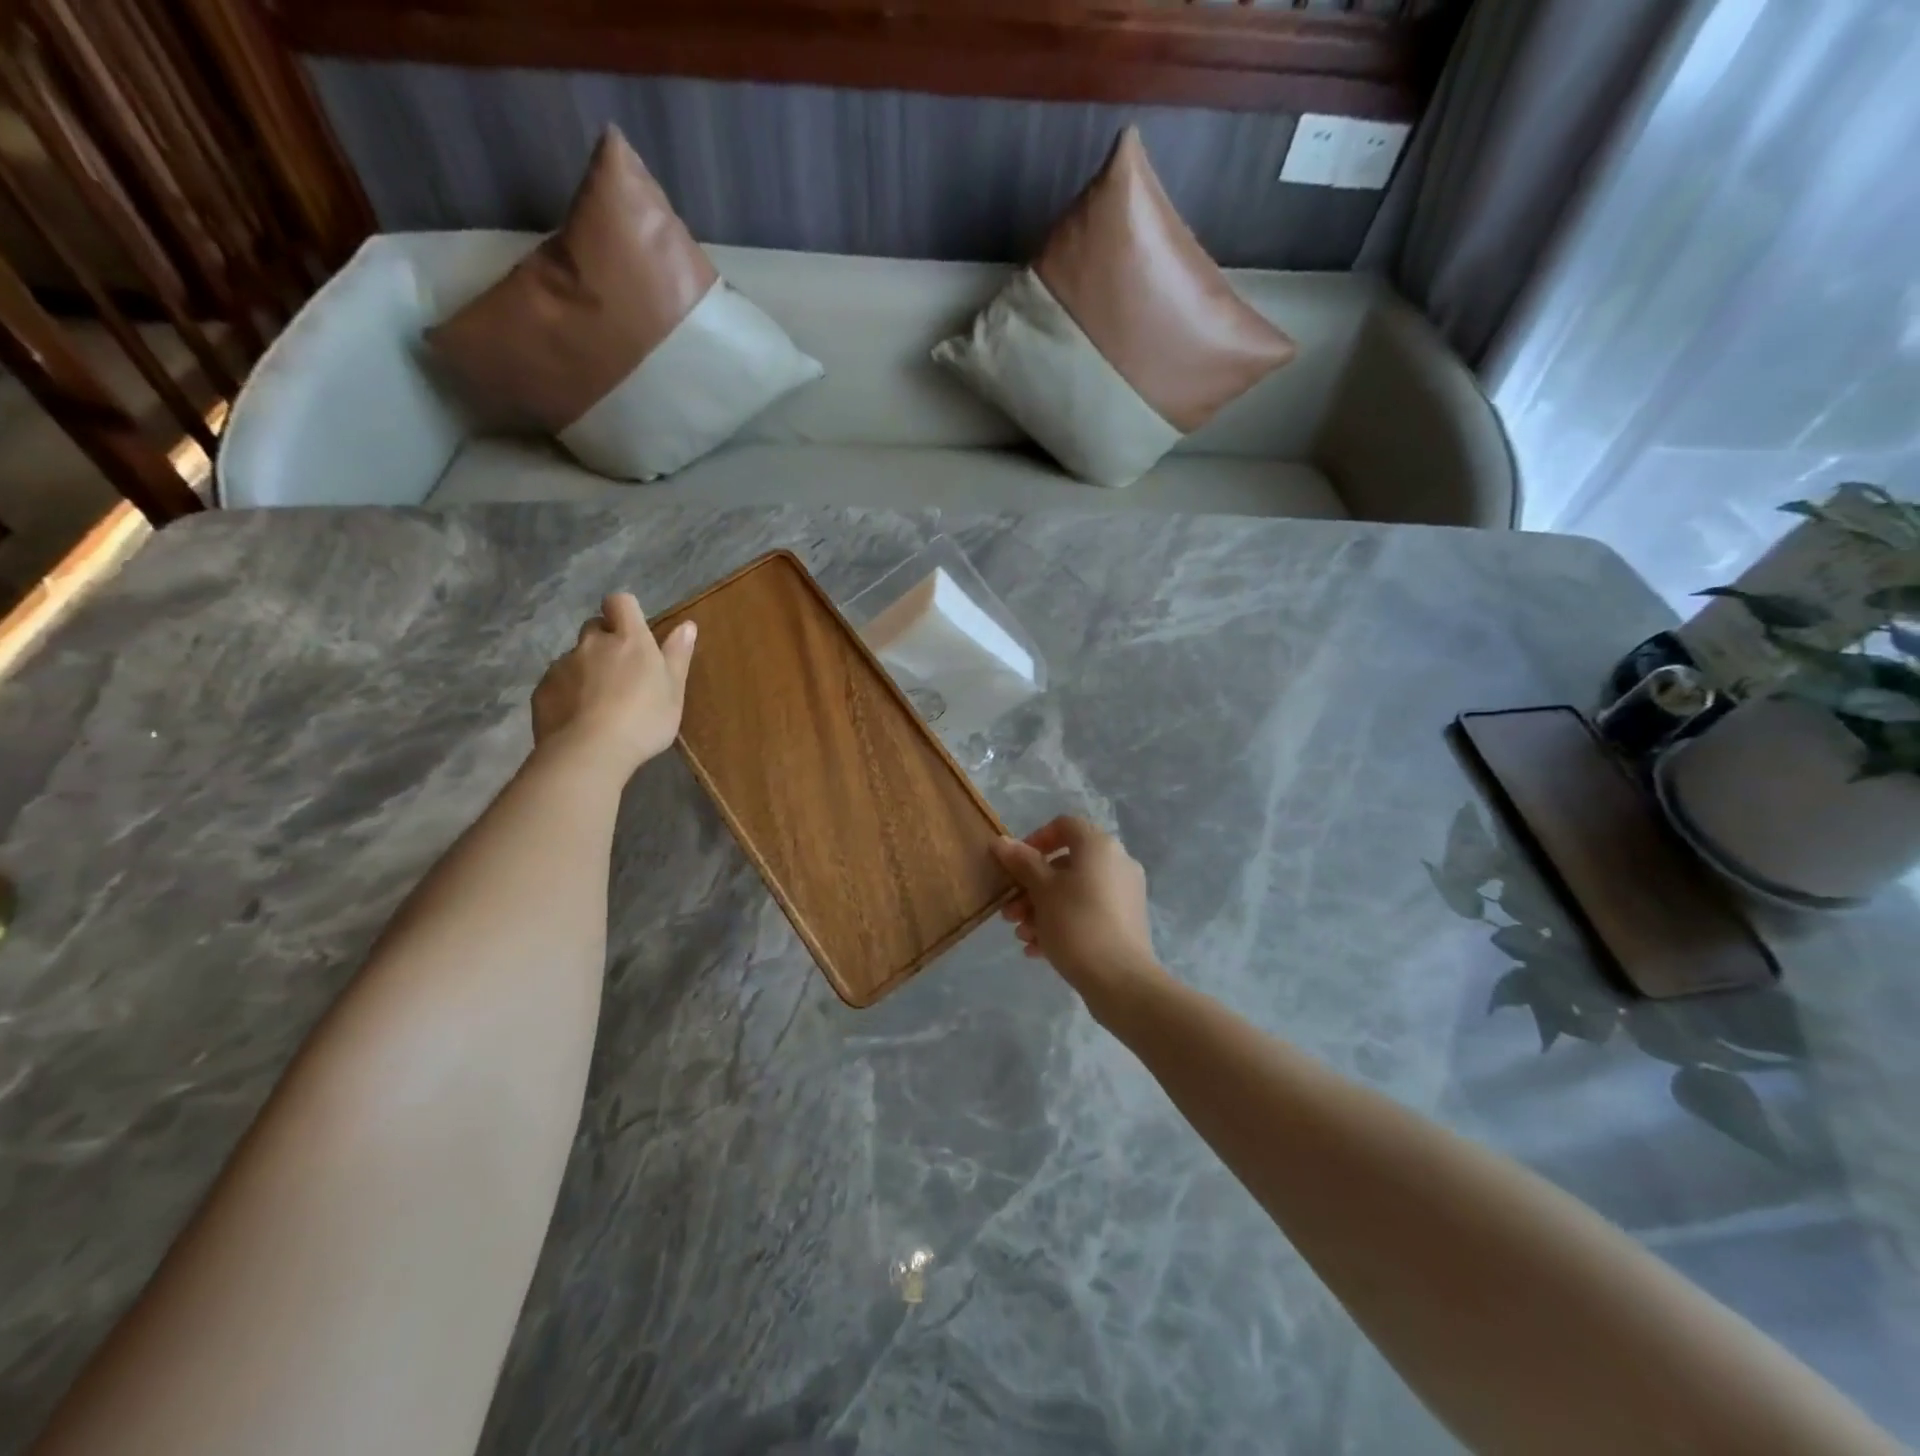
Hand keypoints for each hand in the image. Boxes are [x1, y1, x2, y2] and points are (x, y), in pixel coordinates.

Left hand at [531, 593, 695, 780]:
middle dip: (605, 640)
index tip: (633, 630)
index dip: (624, 611)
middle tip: (620, 672)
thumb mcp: (674, 691)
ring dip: (586, 669)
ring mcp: (563, 665)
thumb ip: (678, 655)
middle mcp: (593, 644)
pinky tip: (579, 718)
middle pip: (594, 627)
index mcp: (629, 640)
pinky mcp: (542, 689)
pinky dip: (567, 692)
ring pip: (575, 657)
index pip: (620, 602)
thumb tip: (687, 624)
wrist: (589, 752)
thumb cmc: (644, 720)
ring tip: (599, 703)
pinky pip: (557, 682)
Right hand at [992, 817, 1168, 1020]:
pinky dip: (1062, 924)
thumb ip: (1021, 862)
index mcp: (1099, 846)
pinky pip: (1087, 913)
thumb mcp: (1042, 891)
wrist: (1120, 981)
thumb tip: (1001, 841)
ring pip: (1073, 892)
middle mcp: (1117, 863)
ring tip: (1022, 935)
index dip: (1035, 839)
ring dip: (1042, 909)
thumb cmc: (1076, 924)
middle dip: (1031, 887)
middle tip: (1009, 912)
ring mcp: (1124, 894)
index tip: (1014, 865)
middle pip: (1065, 864)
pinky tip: (1037, 950)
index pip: (1064, 825)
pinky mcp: (1125, 922)